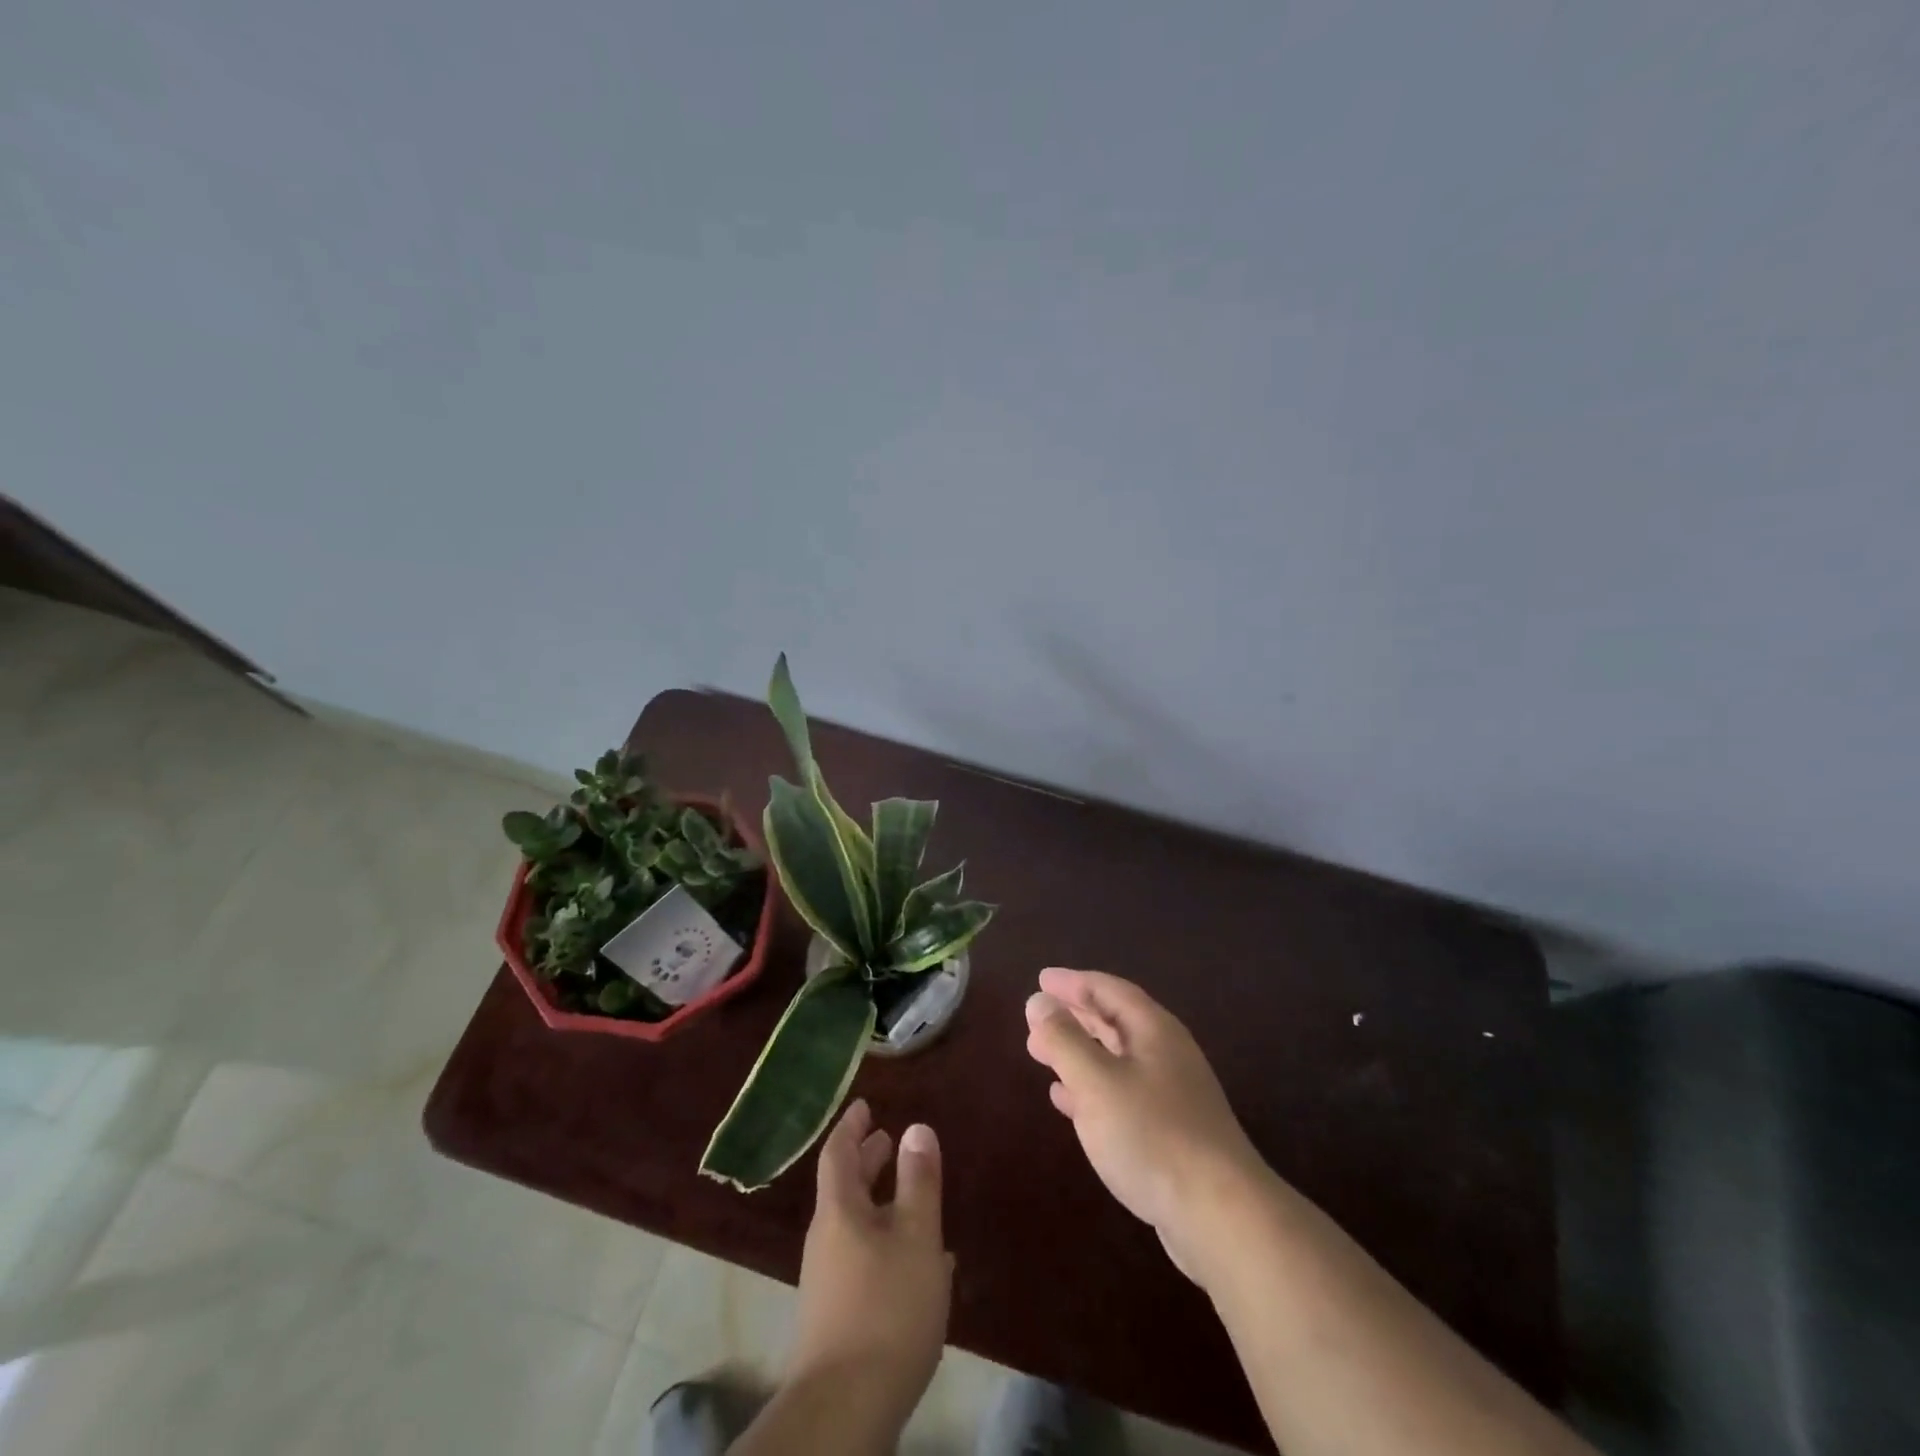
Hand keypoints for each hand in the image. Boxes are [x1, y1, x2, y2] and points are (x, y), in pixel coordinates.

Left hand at [785, 1098, 951, 1437]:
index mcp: (839, 1211)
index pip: (838, 1152)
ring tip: (910, 1196)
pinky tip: (914, 1261)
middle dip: (866, 1161)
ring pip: (855, 1224)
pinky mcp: (838, 1315)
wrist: (844, 1409)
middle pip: (844, 1188)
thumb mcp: (916, 1237)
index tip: (864, 1104)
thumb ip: (919, 1181)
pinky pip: (862, 1257)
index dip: (852, 1125)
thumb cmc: (885, 1308)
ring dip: (879, 1203)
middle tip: (886, 1140)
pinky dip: (884, 1241)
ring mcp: (829, 1280)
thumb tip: (916, 1127)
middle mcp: (827, 1238)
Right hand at [1025, 967, 1267, 1281]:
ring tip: (1041, 1053)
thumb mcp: (1097, 1081)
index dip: (1074, 982)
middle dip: (1074, 1016)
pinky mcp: (1169, 1133)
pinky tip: (1066, 1101)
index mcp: (1154, 1031)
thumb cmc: (1152, 1135)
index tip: (1041, 979)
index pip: (1109, 990)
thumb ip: (1064, 1039)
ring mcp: (1171, 1095)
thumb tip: (1039, 1001)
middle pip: (1115, 1021)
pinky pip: (1120, 1094)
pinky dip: (1090, 1088)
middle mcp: (1166, 1055)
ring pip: (1116, 1059)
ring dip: (1078, 1052)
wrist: (1219, 1215)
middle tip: (1036, 1016)